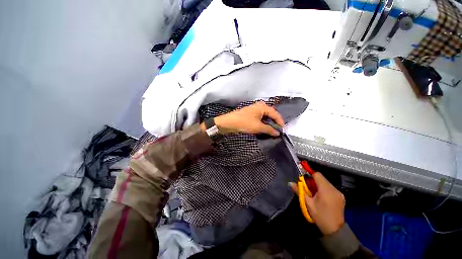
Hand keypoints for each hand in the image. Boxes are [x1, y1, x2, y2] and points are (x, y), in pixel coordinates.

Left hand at [212, 102, 284, 135]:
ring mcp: (254, 110)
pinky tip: (264, 129)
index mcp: (262, 107)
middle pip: (270, 114)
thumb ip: (269, 129)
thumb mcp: (258, 127)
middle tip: (278, 131)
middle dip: (274, 123)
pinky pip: (259, 119)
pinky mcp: (250, 115)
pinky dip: (263, 124)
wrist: (228, 123)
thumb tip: (278, 133)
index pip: (275, 114)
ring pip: (265, 117)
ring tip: (272, 131)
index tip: (283, 130)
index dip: (280, 122)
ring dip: (268, 124)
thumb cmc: (244, 123)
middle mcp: (259, 106)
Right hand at [291, 173, 344, 234]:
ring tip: (314, 194)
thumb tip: (291, 183)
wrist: (335, 231)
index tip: (304, 179)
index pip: (317, 174)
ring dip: (318, 185)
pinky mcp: (341, 197)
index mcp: (326, 190)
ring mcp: (339, 193)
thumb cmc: (320, 216)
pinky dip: (324, 189)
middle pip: (322, 178)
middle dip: (313, 181)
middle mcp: (334, 189)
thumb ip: (299, 191)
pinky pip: (330, 188)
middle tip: (308, 189)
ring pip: (326, 183)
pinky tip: (321, 197)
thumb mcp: (308, 204)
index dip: (309, 174)